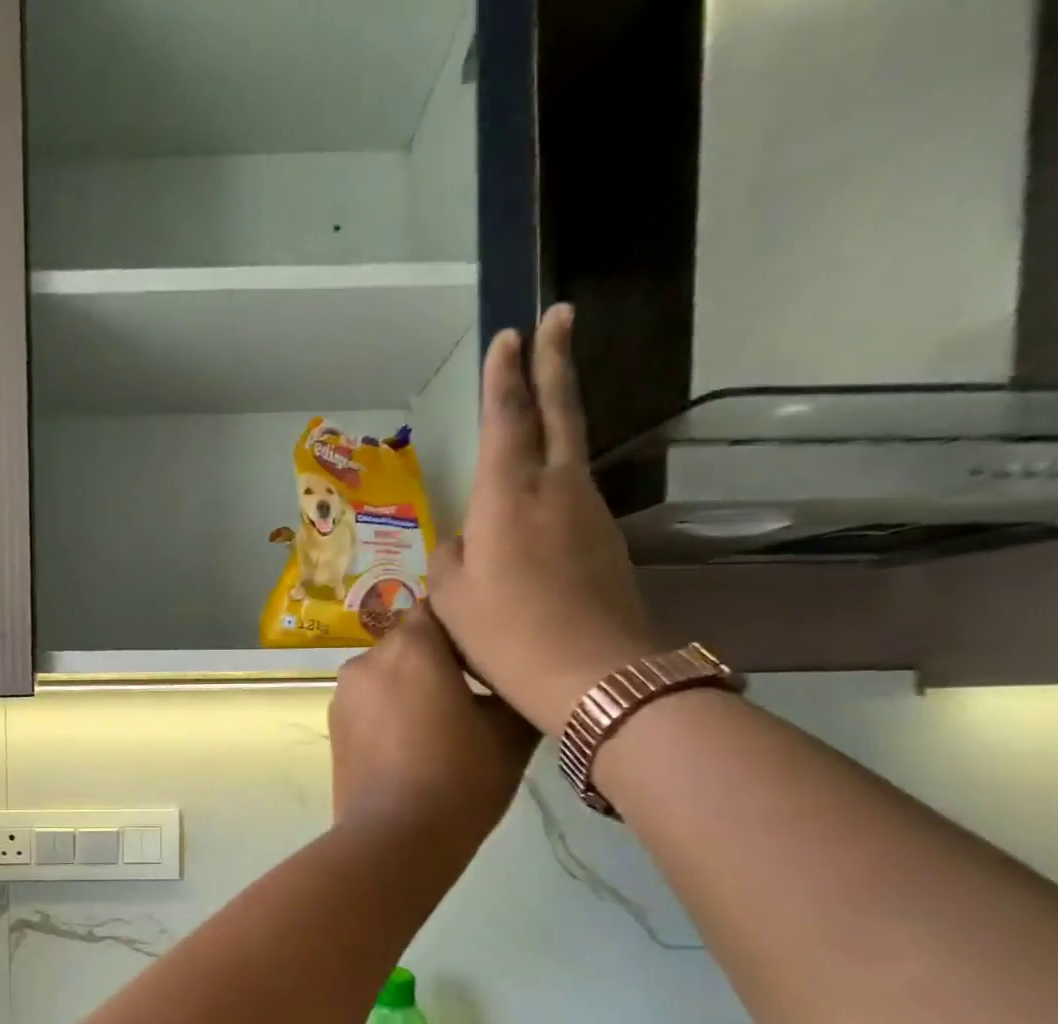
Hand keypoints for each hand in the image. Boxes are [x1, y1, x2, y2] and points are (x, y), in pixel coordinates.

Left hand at [330, 607, 538, 861]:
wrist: (395, 839)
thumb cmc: (459, 779)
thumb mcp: (509, 732)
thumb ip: (514, 689)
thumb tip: (515, 679)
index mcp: (410, 647)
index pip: (440, 610)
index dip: (467, 626)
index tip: (490, 651)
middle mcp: (367, 659)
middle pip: (410, 641)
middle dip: (439, 658)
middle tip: (475, 691)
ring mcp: (343, 693)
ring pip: (387, 672)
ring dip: (412, 685)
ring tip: (443, 722)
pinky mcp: (333, 725)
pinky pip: (369, 701)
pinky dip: (390, 709)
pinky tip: (412, 742)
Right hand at [428, 304, 658, 735]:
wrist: (592, 674)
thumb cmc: (505, 633)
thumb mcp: (451, 598)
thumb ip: (451, 556)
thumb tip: (465, 540)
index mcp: (508, 495)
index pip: (506, 417)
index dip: (504, 375)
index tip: (510, 333)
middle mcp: (555, 488)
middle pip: (559, 411)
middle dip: (555, 360)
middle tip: (560, 314)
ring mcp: (588, 512)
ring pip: (570, 451)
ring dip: (557, 418)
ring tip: (541, 403)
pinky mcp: (606, 540)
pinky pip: (573, 497)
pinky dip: (555, 481)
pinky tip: (536, 507)